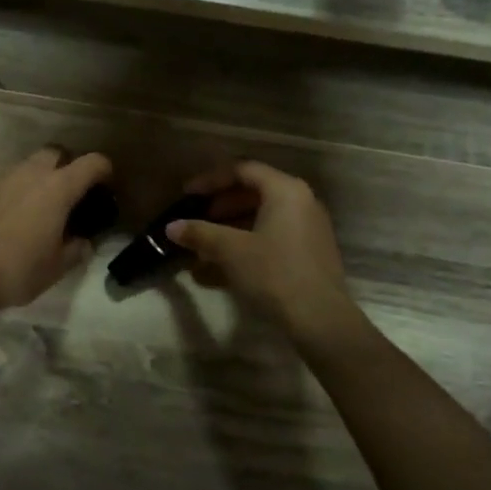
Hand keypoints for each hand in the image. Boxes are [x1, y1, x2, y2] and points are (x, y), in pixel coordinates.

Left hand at [0, 148, 113, 316]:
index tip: (106, 185)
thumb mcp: (56, 268)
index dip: (104, 169)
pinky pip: (5, 183)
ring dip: (39, 178)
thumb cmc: (16, 271)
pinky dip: (14, 193)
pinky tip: (11, 219)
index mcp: (57, 189)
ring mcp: (1, 179)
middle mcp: (30, 174)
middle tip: (70, 194)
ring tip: (40, 208)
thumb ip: (76, 250)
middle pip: (56, 153)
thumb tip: (84, 242)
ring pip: (27, 166)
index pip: (91, 162)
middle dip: (67, 166)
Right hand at [166, 161, 354, 336]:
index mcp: (285, 190)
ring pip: (261, 219)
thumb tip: (171, 227)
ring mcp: (308, 228)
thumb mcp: (231, 250)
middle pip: (253, 194)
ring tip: (203, 249)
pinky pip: (272, 238)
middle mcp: (302, 202)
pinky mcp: (309, 253)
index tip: (187, 195)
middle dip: (219, 208)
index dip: (210, 180)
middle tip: (196, 222)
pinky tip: (222, 268)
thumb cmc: (274, 272)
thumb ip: (200, 233)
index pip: (243, 171)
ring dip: (230, 230)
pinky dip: (246, 245)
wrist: (319, 318)